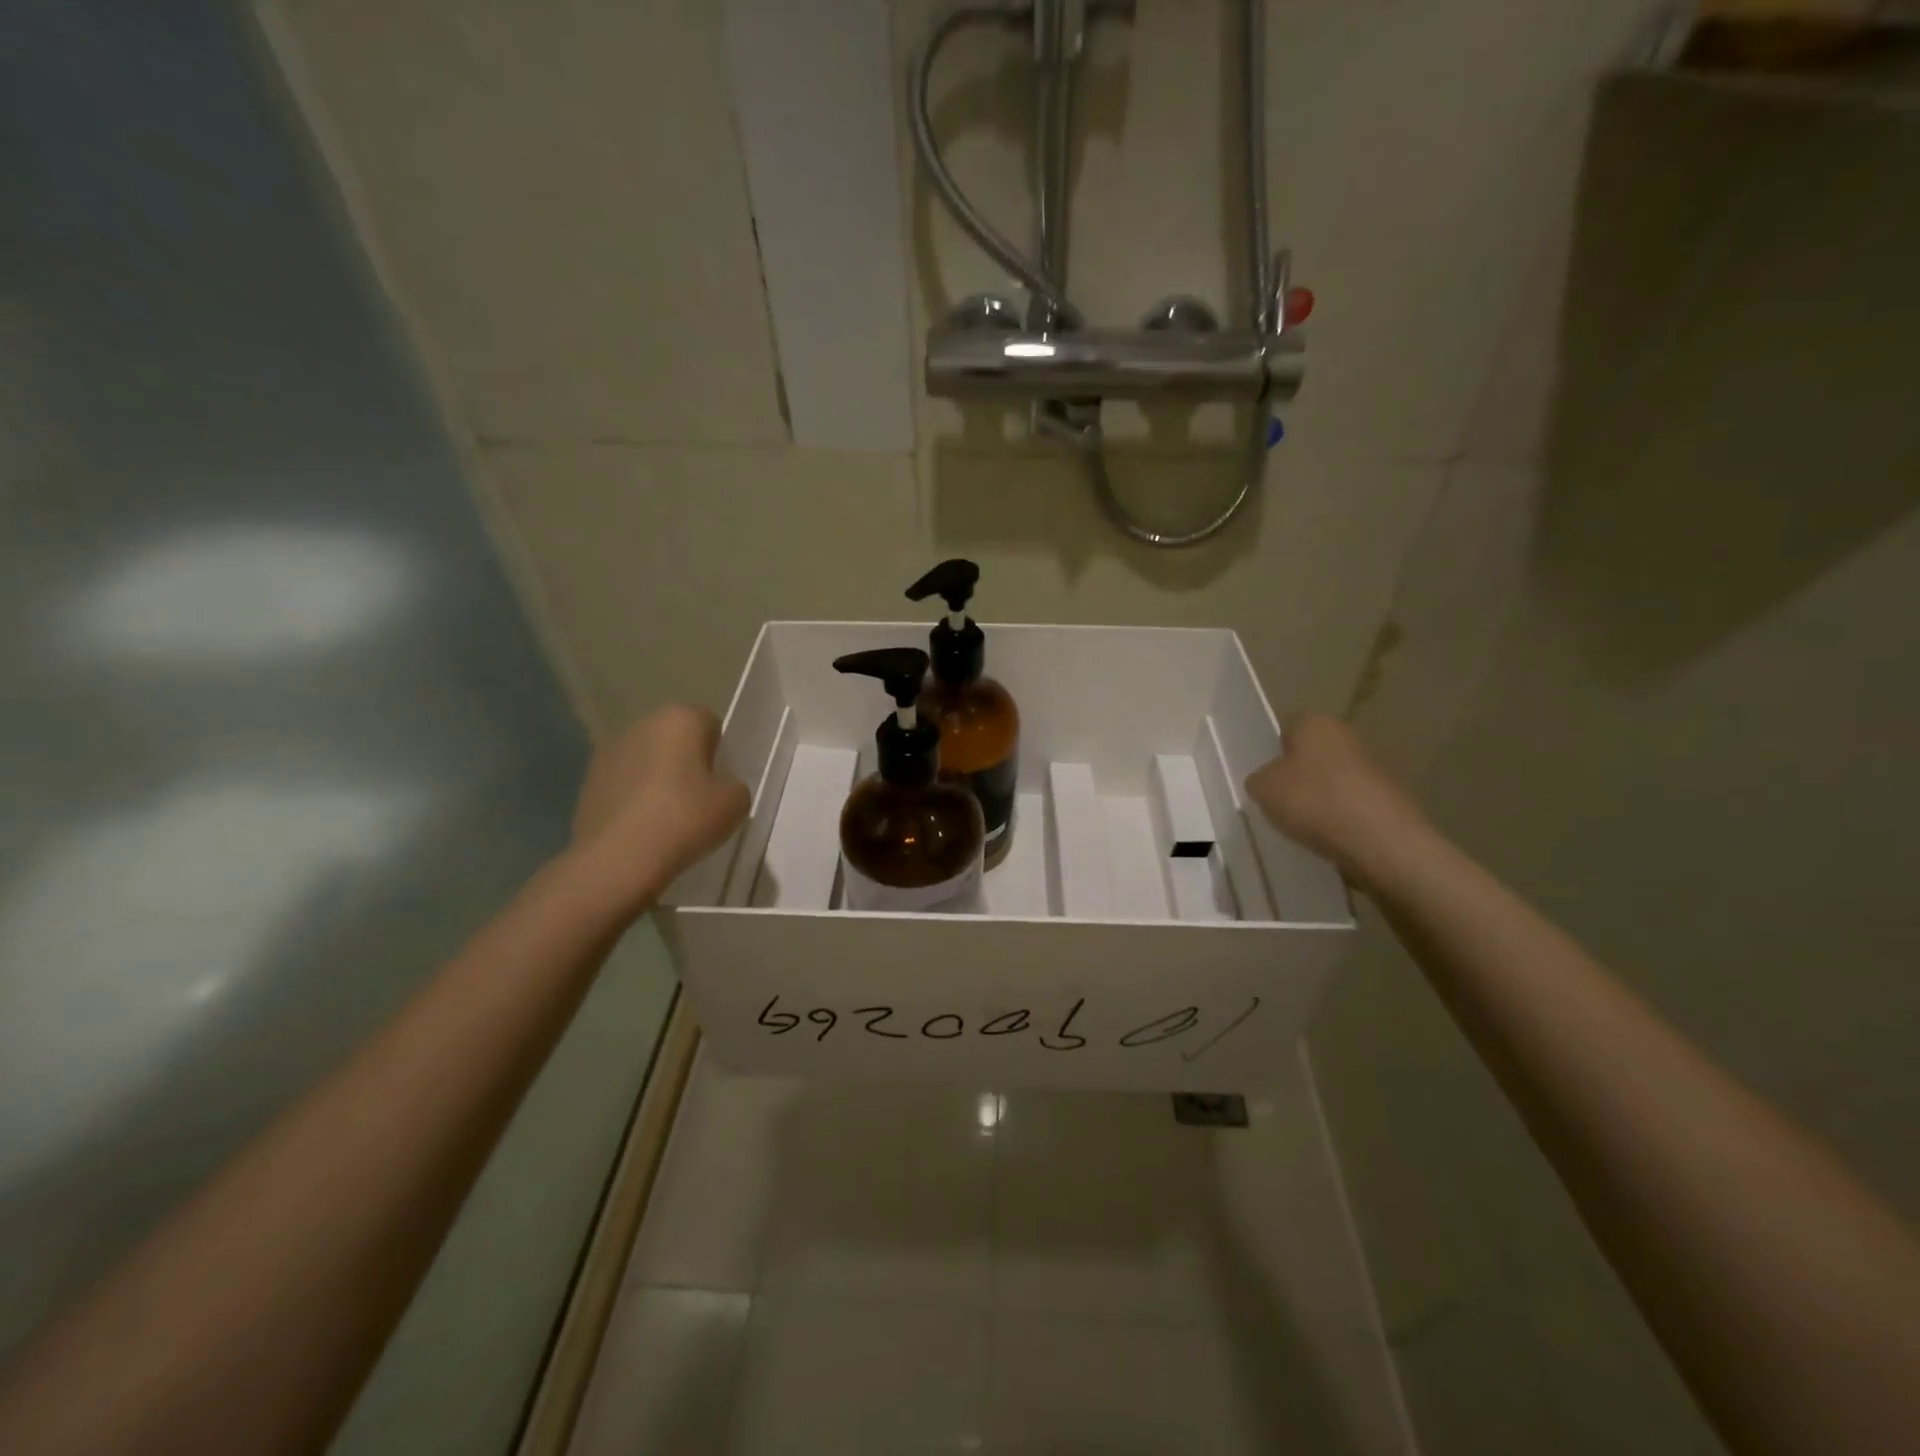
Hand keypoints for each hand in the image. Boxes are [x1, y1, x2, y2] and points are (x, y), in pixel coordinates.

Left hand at [570, 705, 749, 902]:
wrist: (618, 859)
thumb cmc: (685, 819)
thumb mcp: (735, 804)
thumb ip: (733, 786)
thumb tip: (718, 789)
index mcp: (680, 718)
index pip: (710, 723)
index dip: (719, 753)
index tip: (719, 783)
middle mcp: (641, 724)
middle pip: (674, 738)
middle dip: (686, 762)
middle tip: (698, 800)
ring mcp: (608, 752)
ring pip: (646, 760)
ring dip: (657, 779)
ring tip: (668, 819)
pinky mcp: (587, 782)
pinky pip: (623, 784)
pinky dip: (633, 800)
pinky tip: (642, 829)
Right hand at [1244, 712, 1431, 891]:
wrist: (1382, 841)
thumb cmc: (1314, 801)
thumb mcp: (1263, 789)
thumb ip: (1258, 779)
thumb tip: (1267, 781)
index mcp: (1315, 722)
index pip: (1285, 729)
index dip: (1271, 753)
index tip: (1264, 779)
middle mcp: (1347, 735)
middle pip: (1311, 755)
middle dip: (1297, 776)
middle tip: (1279, 803)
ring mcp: (1374, 766)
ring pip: (1332, 780)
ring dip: (1319, 798)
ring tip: (1304, 825)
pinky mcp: (1390, 798)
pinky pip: (1352, 804)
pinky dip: (1341, 818)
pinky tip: (1330, 837)